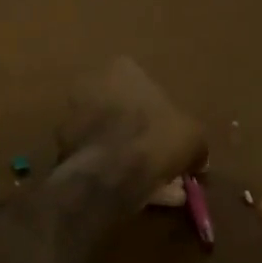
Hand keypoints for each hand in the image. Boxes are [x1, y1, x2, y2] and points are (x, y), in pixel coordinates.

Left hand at [57, 58, 206, 193]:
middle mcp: (91, 85)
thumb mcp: (193, 138)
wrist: (112, 172)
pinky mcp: (62, 147)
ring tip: (155, 187)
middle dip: (143, 137)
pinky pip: (97, 159)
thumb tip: (199, 161)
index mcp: (121, 69)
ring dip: (130, 157)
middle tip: (162, 162)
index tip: (171, 137)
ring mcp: (72, 116)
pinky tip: (136, 193)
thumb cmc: (157, 138)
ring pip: (110, 138)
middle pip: (123, 112)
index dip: (161, 114)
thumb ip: (194, 144)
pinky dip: (114, 172)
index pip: (144, 84)